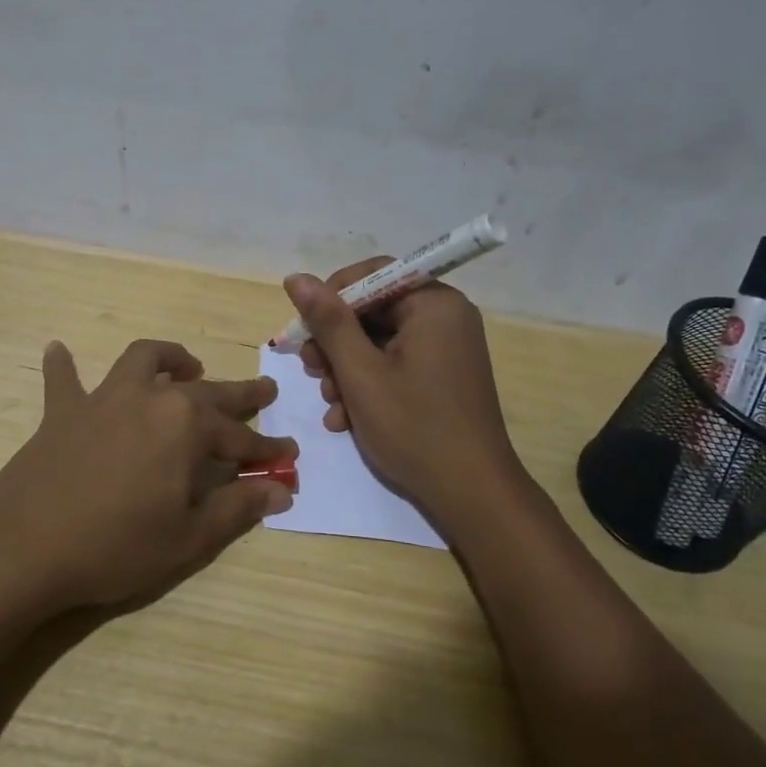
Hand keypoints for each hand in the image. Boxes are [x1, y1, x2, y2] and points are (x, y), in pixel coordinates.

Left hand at [0, 339, 296, 611]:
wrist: (24, 547)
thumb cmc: (116, 546)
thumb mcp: (189, 538)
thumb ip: (238, 508)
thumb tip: (281, 489)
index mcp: (187, 427)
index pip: (241, 438)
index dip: (267, 449)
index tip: (289, 454)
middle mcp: (151, 399)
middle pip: (206, 392)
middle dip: (239, 394)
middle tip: (264, 390)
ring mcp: (103, 399)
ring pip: (142, 360)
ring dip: (168, 358)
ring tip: (186, 365)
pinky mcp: (63, 412)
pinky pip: (63, 379)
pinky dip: (64, 366)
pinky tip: (58, 350)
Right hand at [285, 260, 525, 523]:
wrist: (470, 492)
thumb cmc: (414, 427)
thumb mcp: (360, 373)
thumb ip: (328, 322)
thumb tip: (295, 277)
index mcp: (434, 304)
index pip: (373, 274)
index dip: (332, 296)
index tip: (305, 329)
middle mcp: (445, 318)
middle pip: (374, 310)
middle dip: (336, 342)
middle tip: (311, 370)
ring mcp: (446, 349)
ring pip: (379, 342)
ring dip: (346, 369)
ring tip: (329, 402)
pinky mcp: (442, 377)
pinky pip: (396, 365)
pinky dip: (368, 385)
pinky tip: (346, 418)